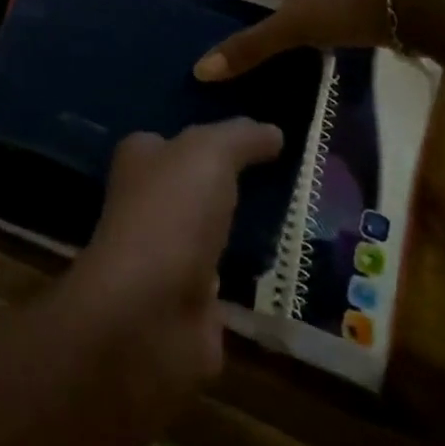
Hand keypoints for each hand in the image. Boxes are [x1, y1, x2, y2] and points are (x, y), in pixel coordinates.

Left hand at [70, 119, 283, 389]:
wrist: (148, 314)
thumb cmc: (170, 214)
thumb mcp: (208, 154)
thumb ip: (239, 138)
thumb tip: (273, 131)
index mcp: (140, 162)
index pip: (171, 140)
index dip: (209, 137)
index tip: (258, 140)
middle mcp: (147, 206)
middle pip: (194, 189)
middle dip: (232, 188)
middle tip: (295, 183)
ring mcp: (166, 258)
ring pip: (212, 236)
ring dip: (246, 235)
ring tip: (304, 226)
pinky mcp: (189, 306)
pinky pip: (230, 285)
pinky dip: (254, 282)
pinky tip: (294, 275)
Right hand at [192, 0, 393, 81]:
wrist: (415, 7)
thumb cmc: (345, 6)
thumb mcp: (292, 27)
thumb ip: (249, 47)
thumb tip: (200, 69)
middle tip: (209, 16)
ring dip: (258, 4)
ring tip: (241, 35)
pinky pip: (301, 4)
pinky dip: (286, 18)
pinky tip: (285, 45)